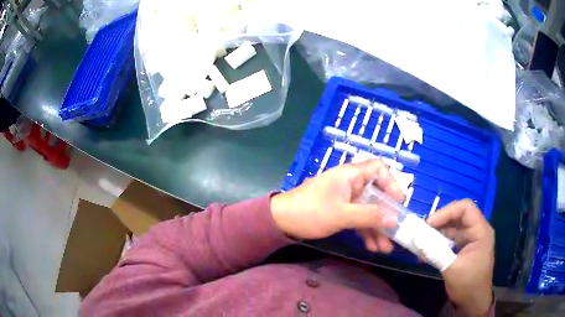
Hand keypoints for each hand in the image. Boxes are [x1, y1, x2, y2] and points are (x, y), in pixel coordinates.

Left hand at [270, 160, 403, 252]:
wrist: (281, 221)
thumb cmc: (311, 212)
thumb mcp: (342, 215)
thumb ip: (369, 216)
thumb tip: (394, 219)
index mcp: (351, 175)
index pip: (378, 169)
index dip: (392, 183)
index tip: (399, 202)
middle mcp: (351, 184)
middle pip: (376, 195)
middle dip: (386, 215)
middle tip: (396, 232)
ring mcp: (346, 199)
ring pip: (368, 210)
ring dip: (377, 228)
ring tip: (385, 248)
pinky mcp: (340, 212)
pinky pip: (358, 219)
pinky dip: (365, 231)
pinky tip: (372, 247)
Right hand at [427, 200, 494, 316]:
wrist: (473, 302)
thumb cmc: (468, 284)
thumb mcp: (452, 269)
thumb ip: (435, 253)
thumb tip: (416, 239)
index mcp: (481, 231)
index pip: (466, 208)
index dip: (447, 211)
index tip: (430, 223)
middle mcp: (478, 230)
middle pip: (459, 215)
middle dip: (441, 220)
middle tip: (423, 230)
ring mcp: (472, 239)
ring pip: (454, 226)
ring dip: (439, 231)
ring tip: (423, 239)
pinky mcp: (465, 247)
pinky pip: (452, 238)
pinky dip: (440, 241)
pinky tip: (429, 248)